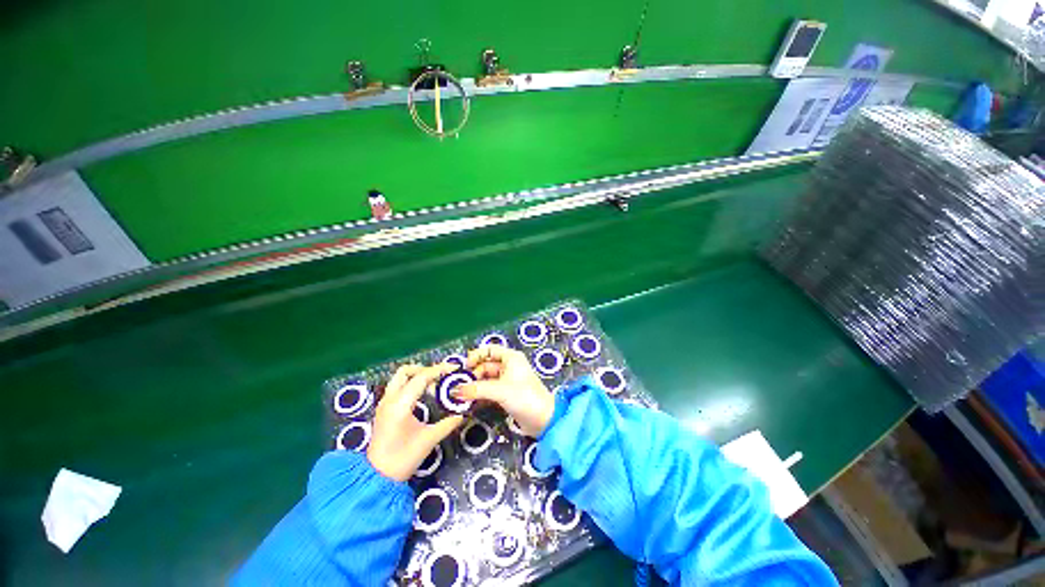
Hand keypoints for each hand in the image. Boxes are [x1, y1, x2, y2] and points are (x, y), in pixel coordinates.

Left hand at [367, 363, 464, 481]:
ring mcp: (384, 403)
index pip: (421, 377)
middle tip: (441, 376)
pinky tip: (423, 395)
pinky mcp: (383, 409)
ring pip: (400, 378)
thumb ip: (448, 423)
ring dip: (417, 376)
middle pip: (406, 371)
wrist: (377, 478)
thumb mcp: (429, 439)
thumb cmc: (403, 459)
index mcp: (400, 405)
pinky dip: (411, 385)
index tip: (454, 369)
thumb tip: (462, 413)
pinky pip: (398, 387)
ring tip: (434, 385)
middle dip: (425, 369)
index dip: (439, 370)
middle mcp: (389, 399)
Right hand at [455, 344, 555, 436]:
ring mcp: (508, 381)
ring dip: (475, 386)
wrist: (543, 420)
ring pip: (486, 379)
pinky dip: (480, 394)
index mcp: (511, 358)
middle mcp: (509, 366)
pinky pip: (489, 390)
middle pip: (486, 365)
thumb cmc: (524, 397)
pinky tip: (470, 402)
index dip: (476, 355)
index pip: (489, 349)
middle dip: (473, 374)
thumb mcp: (499, 390)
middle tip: (458, 386)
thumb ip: (476, 389)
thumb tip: (455, 390)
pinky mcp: (507, 394)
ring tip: (461, 396)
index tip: (464, 367)